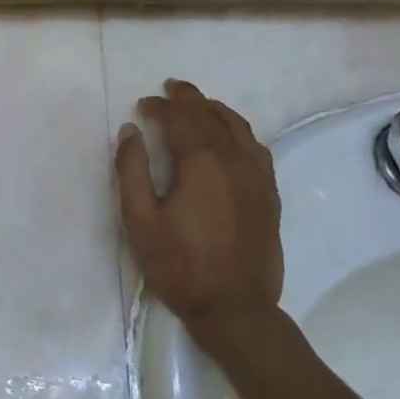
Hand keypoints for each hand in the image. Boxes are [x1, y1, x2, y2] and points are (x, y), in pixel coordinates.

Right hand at [114, 81, 282, 346]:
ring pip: (240, 129)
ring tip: (200, 105)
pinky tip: (232, 139)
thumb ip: (131, 171)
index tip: (143, 105)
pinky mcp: (269, 196)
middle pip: (213, 117)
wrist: (235, 308)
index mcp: (203, 163)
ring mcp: (258, 178)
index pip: (182, 119)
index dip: (161, 107)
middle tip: (171, 89)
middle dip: (190, 99)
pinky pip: (257, 149)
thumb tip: (130, 131)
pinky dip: (240, 133)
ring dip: (217, 111)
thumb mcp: (140, 221)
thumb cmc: (180, 266)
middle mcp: (235, 161)